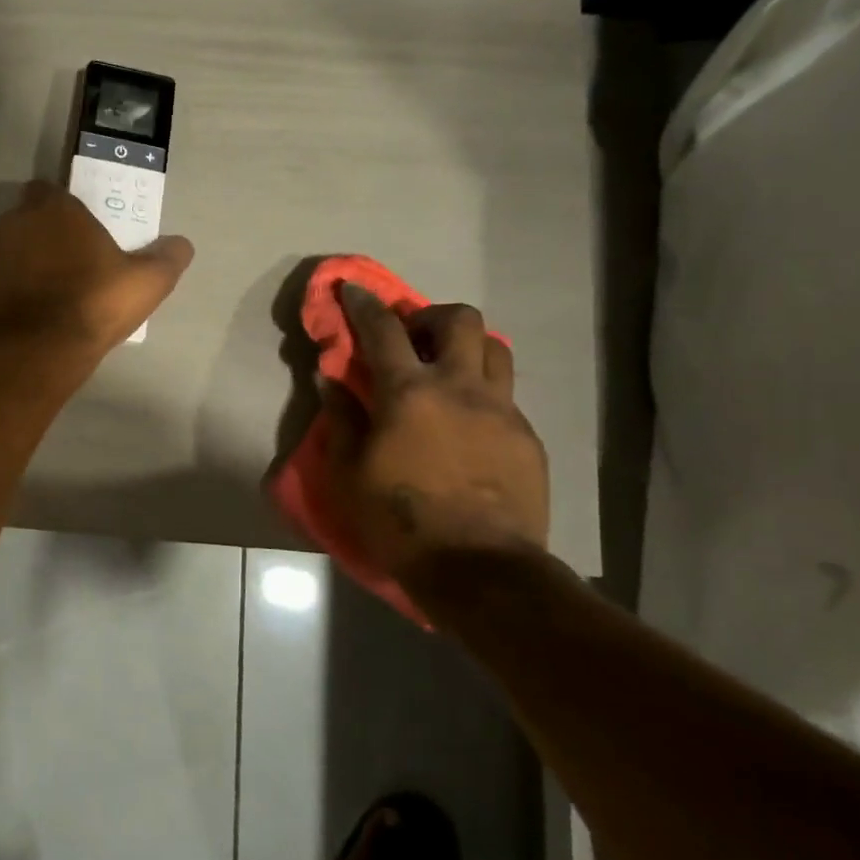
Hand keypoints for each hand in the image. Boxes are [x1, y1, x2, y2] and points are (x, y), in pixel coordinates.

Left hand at [0, 183, 193, 355]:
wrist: (33, 352)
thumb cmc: (92, 303)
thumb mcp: (146, 283)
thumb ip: (167, 259)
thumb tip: (182, 244)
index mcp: (53, 209)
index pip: (51, 190)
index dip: (67, 208)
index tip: (84, 231)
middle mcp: (14, 223)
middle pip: (29, 219)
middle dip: (46, 234)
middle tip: (73, 262)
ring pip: (10, 250)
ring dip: (27, 263)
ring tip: (52, 293)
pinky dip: (10, 293)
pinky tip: (30, 317)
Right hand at [323, 286, 549, 604]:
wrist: (478, 571)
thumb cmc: (399, 520)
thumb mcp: (348, 473)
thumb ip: (342, 418)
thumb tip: (332, 379)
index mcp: (409, 393)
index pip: (383, 330)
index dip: (364, 303)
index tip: (352, 288)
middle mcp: (460, 388)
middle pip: (460, 320)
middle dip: (432, 315)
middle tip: (413, 338)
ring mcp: (501, 411)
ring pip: (496, 349)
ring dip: (467, 347)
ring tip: (447, 372)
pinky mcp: (527, 438)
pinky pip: (506, 397)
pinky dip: (483, 395)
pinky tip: (468, 427)